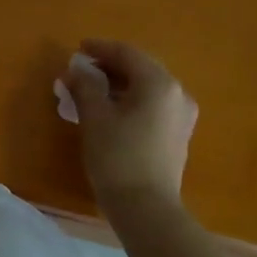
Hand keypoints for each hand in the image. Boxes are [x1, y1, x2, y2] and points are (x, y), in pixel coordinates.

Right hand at [64, 39, 198, 211]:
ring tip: (91, 91)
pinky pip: (153, 105)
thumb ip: (84, 87)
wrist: (146, 207)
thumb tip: (75, 70)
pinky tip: (111, 111)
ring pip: (147, 88)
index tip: (77, 49)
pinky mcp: (178, 134)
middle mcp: (177, 93)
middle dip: (109, 66)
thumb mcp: (95, 118)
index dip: (100, 49)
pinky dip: (131, 100)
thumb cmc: (117, 157)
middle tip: (81, 70)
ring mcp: (181, 115)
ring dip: (119, 84)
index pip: (127, 53)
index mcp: (158, 83)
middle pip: (140, 68)